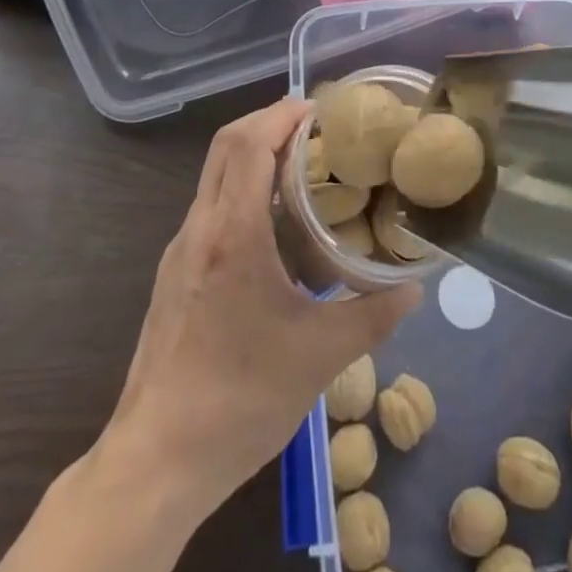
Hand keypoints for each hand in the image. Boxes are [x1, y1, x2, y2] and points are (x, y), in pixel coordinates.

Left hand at [109, 97, 420, 521]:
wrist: (155, 462)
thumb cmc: (238, 400)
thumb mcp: (319, 358)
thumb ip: (372, 316)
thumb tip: (415, 288)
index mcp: (231, 234)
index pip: (248, 144)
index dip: (281, 115)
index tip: (319, 108)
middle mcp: (199, 229)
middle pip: (225, 146)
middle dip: (267, 122)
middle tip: (313, 127)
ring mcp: (180, 252)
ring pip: (214, 176)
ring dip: (252, 155)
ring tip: (301, 168)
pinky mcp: (174, 275)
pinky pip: (210, 208)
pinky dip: (241, 189)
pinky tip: (273, 226)